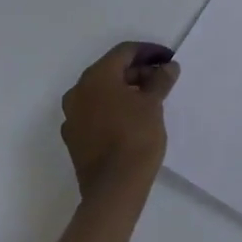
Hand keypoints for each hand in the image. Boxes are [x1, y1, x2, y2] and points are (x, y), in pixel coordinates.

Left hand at [60, 43, 179, 199]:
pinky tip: (133, 117)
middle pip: (112, 70)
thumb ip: (160, 79)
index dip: (149, 51)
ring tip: (151, 98)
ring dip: (126, 89)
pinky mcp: (74, 137)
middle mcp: (78, 91)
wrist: (113, 190)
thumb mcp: (153, 104)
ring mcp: (72, 116)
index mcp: (96, 77)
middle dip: (138, 71)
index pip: (124, 52)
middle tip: (162, 78)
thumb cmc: (135, 137)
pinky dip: (114, 107)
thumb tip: (168, 67)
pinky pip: (96, 111)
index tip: (169, 59)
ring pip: (102, 92)